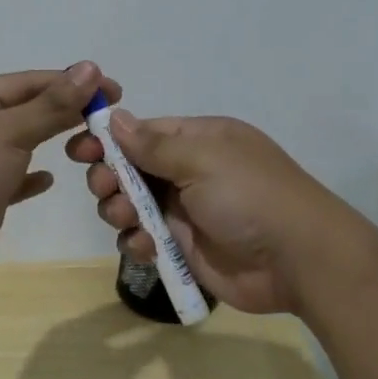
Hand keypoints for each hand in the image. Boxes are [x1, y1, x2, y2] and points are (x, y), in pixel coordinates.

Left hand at [0, 62, 117, 279]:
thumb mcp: (10, 130)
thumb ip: (52, 104)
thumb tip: (91, 68)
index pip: (31, 82)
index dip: (72, 83)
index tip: (113, 90)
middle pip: (27, 110)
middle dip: (65, 111)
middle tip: (108, 118)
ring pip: (20, 145)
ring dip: (50, 142)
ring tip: (89, 144)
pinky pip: (11, 180)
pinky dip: (30, 178)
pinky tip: (49, 179)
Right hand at [65, 111, 362, 314]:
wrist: (298, 260)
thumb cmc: (250, 196)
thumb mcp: (203, 159)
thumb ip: (153, 144)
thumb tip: (115, 118)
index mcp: (198, 140)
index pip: (142, 133)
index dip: (108, 140)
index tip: (79, 150)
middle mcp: (189, 172)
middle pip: (130, 169)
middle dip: (110, 178)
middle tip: (106, 189)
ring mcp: (186, 211)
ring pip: (131, 205)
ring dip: (119, 211)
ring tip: (125, 219)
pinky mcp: (183, 247)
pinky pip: (144, 239)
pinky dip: (136, 242)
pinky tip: (143, 247)